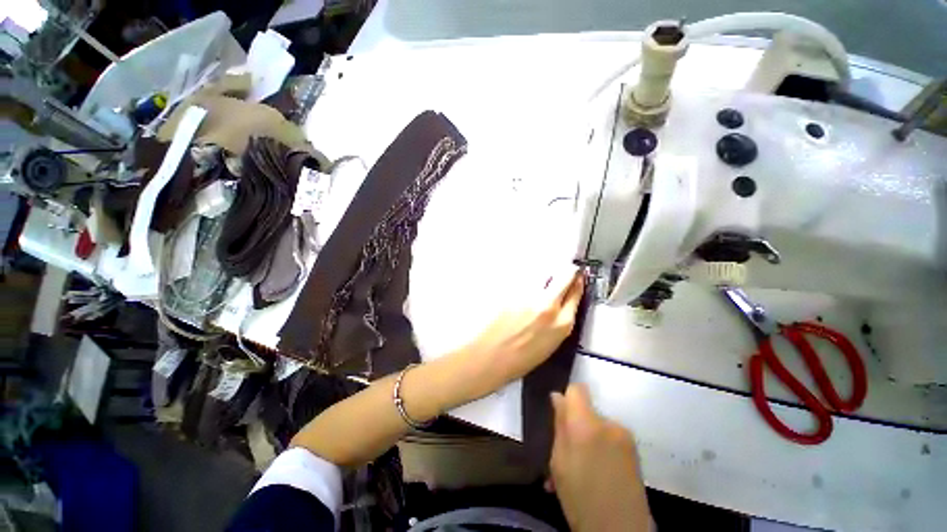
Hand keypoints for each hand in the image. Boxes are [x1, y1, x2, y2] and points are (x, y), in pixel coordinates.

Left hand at [459, 270, 583, 396]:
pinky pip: (527, 280)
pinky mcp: (513, 291)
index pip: (576, 293)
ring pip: (544, 274)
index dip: (578, 282)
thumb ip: (559, 321)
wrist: (491, 356)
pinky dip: (529, 281)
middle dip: (568, 270)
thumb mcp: (551, 344)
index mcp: (562, 323)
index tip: (578, 276)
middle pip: (565, 275)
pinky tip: (523, 292)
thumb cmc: (521, 358)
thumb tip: (562, 303)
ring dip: (546, 275)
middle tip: (566, 269)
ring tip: (541, 282)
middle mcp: (548, 305)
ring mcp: (529, 296)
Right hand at [549, 384, 651, 531]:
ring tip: (581, 467)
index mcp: (586, 424)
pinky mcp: (635, 449)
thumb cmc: (580, 499)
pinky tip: (594, 471)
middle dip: (575, 423)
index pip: (577, 389)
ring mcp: (625, 436)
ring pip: (597, 426)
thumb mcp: (559, 462)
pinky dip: (600, 448)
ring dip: (587, 439)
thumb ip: (559, 425)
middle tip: (567, 451)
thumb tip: (557, 397)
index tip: (560, 414)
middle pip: (586, 409)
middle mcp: (609, 423)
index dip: (567, 397)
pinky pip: (610, 438)